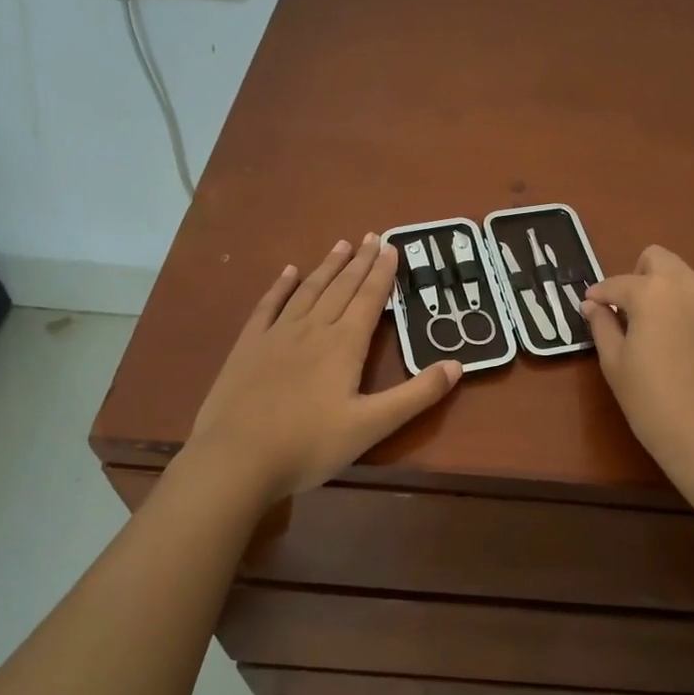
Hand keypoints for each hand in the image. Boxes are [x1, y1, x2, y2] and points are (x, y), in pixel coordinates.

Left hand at [187, 234, 461, 500]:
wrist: (236, 459)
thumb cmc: (310, 445)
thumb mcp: (373, 426)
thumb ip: (416, 395)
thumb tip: (457, 365)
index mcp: (344, 344)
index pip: (369, 299)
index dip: (383, 273)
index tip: (392, 246)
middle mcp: (313, 329)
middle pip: (341, 287)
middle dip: (360, 261)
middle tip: (373, 235)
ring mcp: (277, 335)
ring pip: (308, 290)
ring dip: (327, 266)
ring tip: (341, 244)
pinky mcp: (248, 346)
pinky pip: (268, 306)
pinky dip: (280, 286)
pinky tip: (288, 272)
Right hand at [583, 246, 693, 486]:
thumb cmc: (652, 401)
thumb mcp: (615, 363)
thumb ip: (602, 326)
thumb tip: (593, 305)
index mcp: (654, 291)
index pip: (616, 283)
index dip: (598, 295)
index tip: (588, 308)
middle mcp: (687, 286)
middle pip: (657, 259)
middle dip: (636, 276)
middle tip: (624, 310)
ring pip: (681, 278)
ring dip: (660, 290)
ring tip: (647, 328)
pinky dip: (680, 309)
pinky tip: (673, 345)